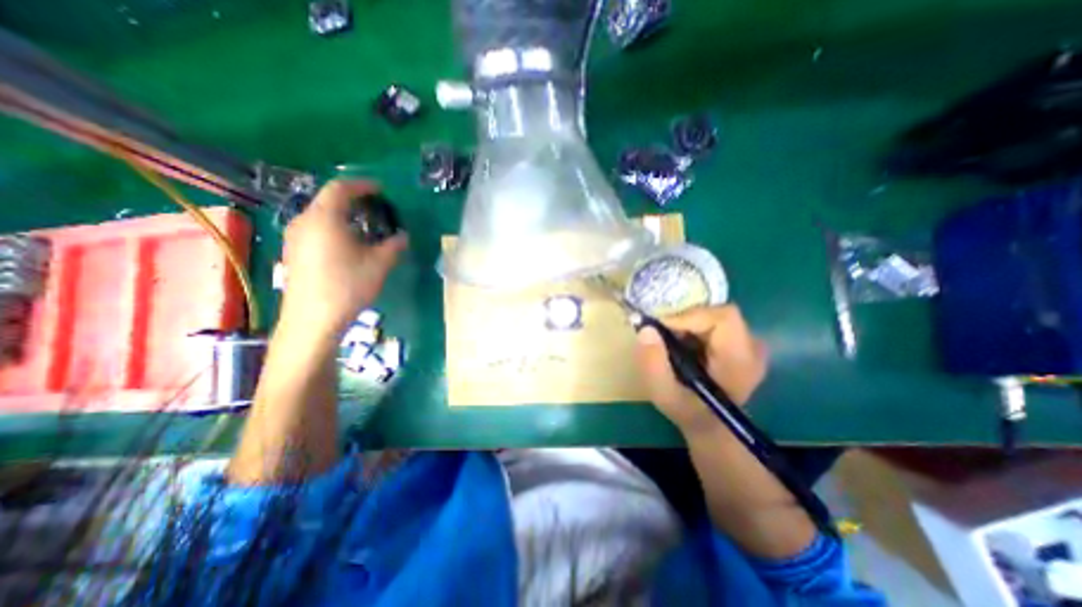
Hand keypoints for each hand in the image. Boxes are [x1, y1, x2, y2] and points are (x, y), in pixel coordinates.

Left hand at [281, 180, 407, 338]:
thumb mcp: (379, 264)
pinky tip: (347, 245)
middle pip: (328, 200)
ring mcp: (294, 237)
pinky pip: (314, 229)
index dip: (362, 185)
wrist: (313, 319)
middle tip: (375, 209)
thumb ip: (394, 245)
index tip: (380, 190)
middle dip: (353, 200)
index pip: (340, 188)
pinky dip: (333, 228)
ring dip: (343, 215)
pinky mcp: (292, 252)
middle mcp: (304, 221)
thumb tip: (403, 236)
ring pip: (320, 215)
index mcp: (325, 218)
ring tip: (364, 227)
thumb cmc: (348, 286)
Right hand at [636, 309, 769, 435]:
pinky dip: (693, 326)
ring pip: (713, 314)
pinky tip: (682, 344)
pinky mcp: (741, 342)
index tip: (659, 326)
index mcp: (740, 360)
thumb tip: (646, 328)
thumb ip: (653, 363)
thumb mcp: (663, 394)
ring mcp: (749, 343)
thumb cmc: (688, 412)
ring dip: (687, 323)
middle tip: (661, 333)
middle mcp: (752, 347)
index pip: (722, 317)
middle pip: (716, 312)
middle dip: (684, 318)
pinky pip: (714, 320)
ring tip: (670, 341)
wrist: (712, 427)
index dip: (688, 316)